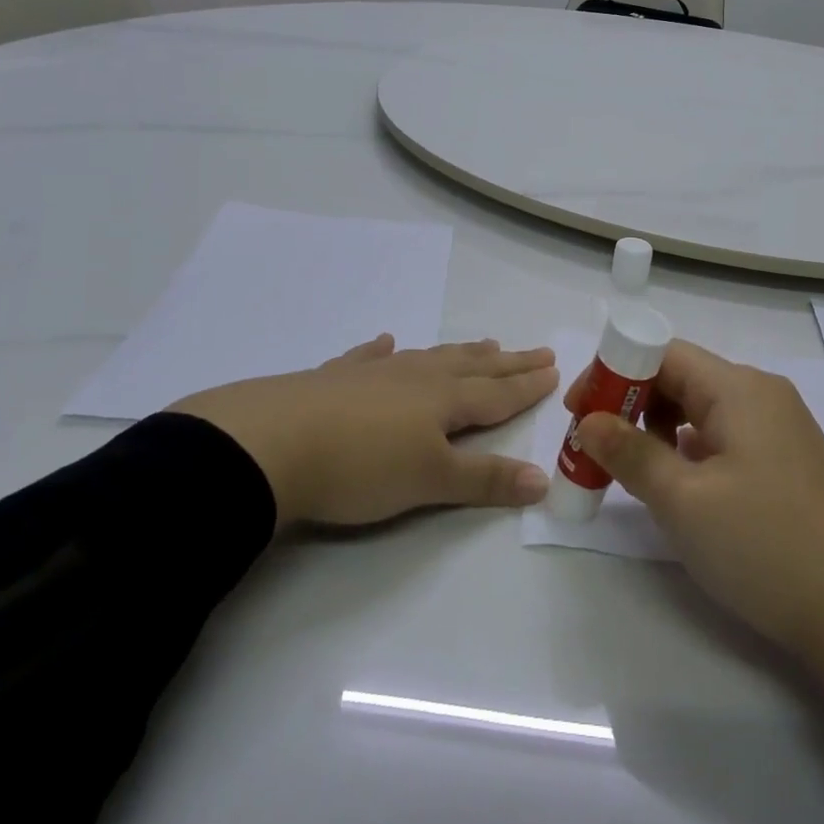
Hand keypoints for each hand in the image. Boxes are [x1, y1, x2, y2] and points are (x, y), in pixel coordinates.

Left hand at [171, 336, 557, 526]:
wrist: (269, 444)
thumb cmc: (360, 467)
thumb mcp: (430, 481)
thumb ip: (485, 480)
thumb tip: (543, 478)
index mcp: (443, 401)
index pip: (497, 392)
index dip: (527, 384)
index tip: (554, 369)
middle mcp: (415, 378)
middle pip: (472, 367)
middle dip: (507, 362)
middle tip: (537, 350)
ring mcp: (373, 374)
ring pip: (429, 358)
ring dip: (459, 352)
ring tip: (482, 343)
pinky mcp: (333, 379)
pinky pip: (368, 358)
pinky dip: (383, 351)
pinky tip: (387, 342)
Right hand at [567, 342, 823, 712]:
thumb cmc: (767, 546)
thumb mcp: (684, 501)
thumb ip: (630, 452)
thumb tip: (589, 420)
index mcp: (738, 388)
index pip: (662, 352)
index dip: (613, 373)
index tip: (578, 413)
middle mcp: (759, 395)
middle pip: (680, 378)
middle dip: (629, 404)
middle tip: (592, 447)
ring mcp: (777, 429)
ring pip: (699, 411)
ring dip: (655, 430)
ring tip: (625, 470)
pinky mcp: (784, 463)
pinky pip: (721, 439)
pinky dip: (686, 452)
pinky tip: (673, 486)